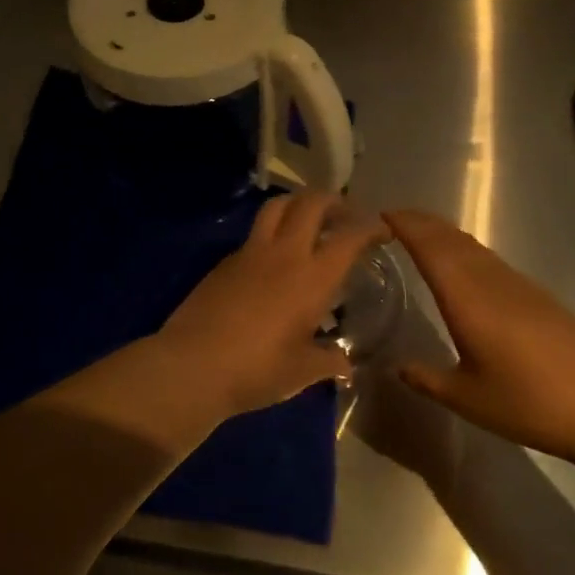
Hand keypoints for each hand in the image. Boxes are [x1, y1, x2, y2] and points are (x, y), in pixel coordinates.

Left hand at [156, 192, 390, 417]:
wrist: (192, 364)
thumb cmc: (256, 370)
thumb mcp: (302, 372)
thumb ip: (328, 362)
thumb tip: (345, 365)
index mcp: (312, 278)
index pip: (349, 236)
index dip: (370, 226)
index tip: (382, 231)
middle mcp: (284, 254)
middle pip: (311, 203)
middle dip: (333, 201)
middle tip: (344, 216)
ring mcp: (250, 253)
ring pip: (277, 207)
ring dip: (298, 204)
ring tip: (308, 221)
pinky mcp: (225, 261)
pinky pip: (254, 233)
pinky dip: (271, 232)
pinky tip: (274, 258)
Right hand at [384, 210, 574, 463]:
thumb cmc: (532, 404)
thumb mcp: (468, 399)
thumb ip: (428, 379)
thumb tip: (397, 366)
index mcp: (467, 298)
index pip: (429, 248)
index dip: (405, 225)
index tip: (379, 213)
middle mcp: (490, 281)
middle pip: (451, 239)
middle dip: (420, 222)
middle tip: (391, 218)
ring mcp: (518, 286)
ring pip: (472, 247)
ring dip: (443, 233)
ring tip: (420, 234)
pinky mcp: (538, 297)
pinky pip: (489, 259)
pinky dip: (464, 250)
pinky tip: (463, 266)